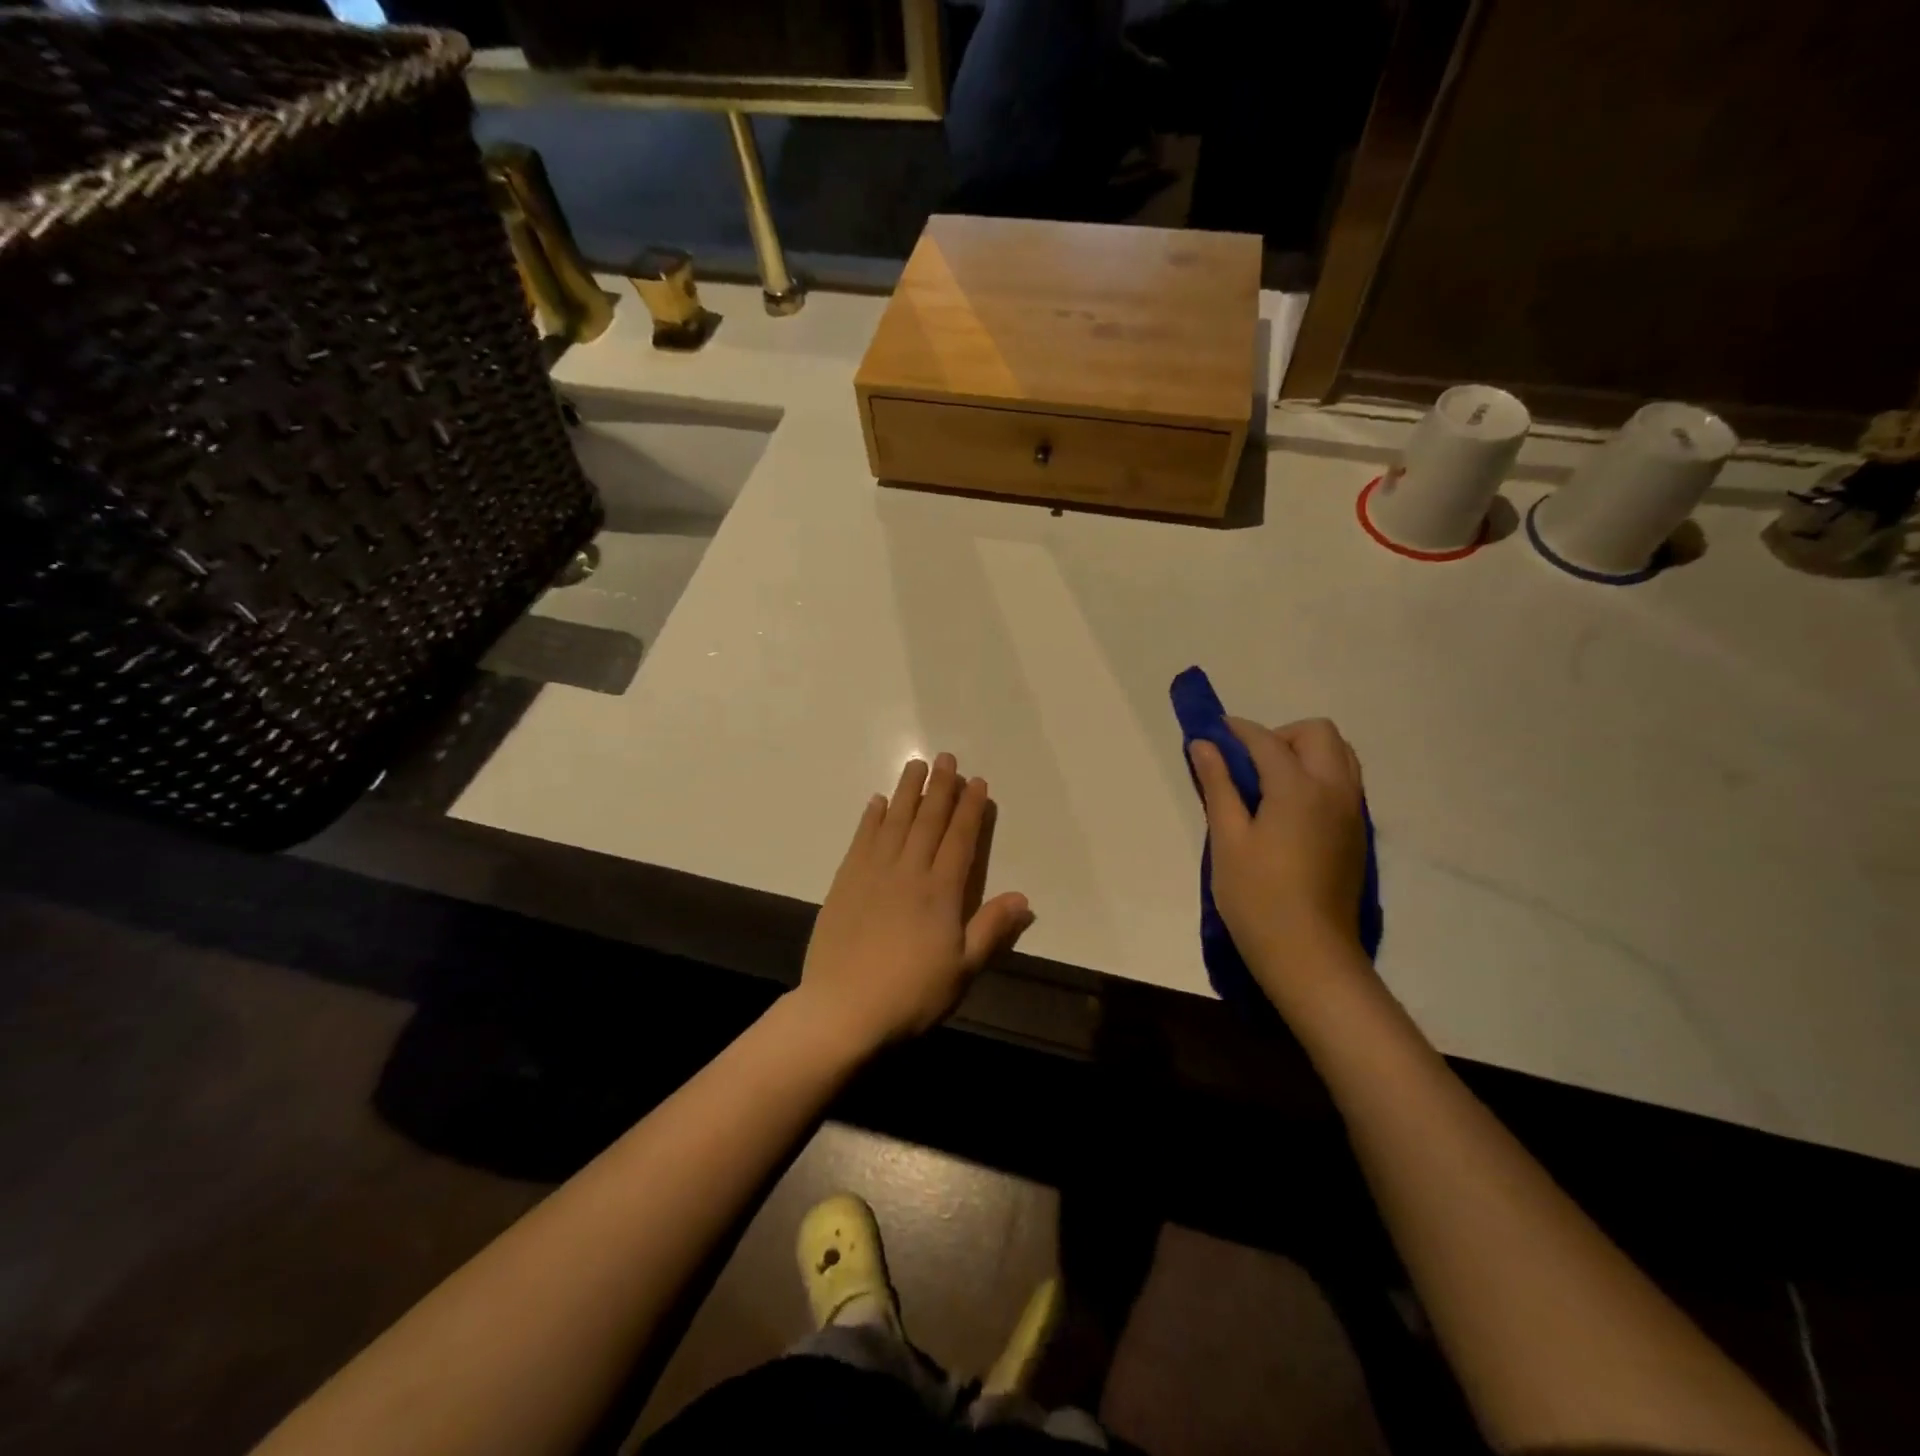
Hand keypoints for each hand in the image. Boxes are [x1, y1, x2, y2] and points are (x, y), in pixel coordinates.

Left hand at [795, 753, 1034, 1051]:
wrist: (843, 1009)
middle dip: (940, 788)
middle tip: (947, 758)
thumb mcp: (963, 969)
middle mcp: (909, 872)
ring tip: (916, 765)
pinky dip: (870, 817)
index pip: (960, 839)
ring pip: (894, 821)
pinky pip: (861, 839)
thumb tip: (1023, 898)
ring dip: (907, 791)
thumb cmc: (911, 994)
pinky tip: (876, 802)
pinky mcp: (845, 882)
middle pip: (928, 820)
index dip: (970, 809)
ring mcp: (873, 873)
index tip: (977, 782)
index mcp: (941, 892)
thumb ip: (991, 929)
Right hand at [1188, 718, 1369, 1007]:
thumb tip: (1204, 744)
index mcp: (1299, 788)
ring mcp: (1353, 812)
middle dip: (1280, 735)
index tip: (1213, 731)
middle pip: (1318, 733)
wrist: (1309, 955)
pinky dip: (1318, 776)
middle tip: (1247, 764)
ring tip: (1268, 784)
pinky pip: (1344, 782)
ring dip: (1304, 753)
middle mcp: (1335, 790)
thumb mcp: (1228, 838)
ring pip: (1340, 755)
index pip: (1267, 741)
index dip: (1238, 730)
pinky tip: (1288, 809)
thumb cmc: (1257, 897)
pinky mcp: (1357, 834)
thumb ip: (1218, 785)